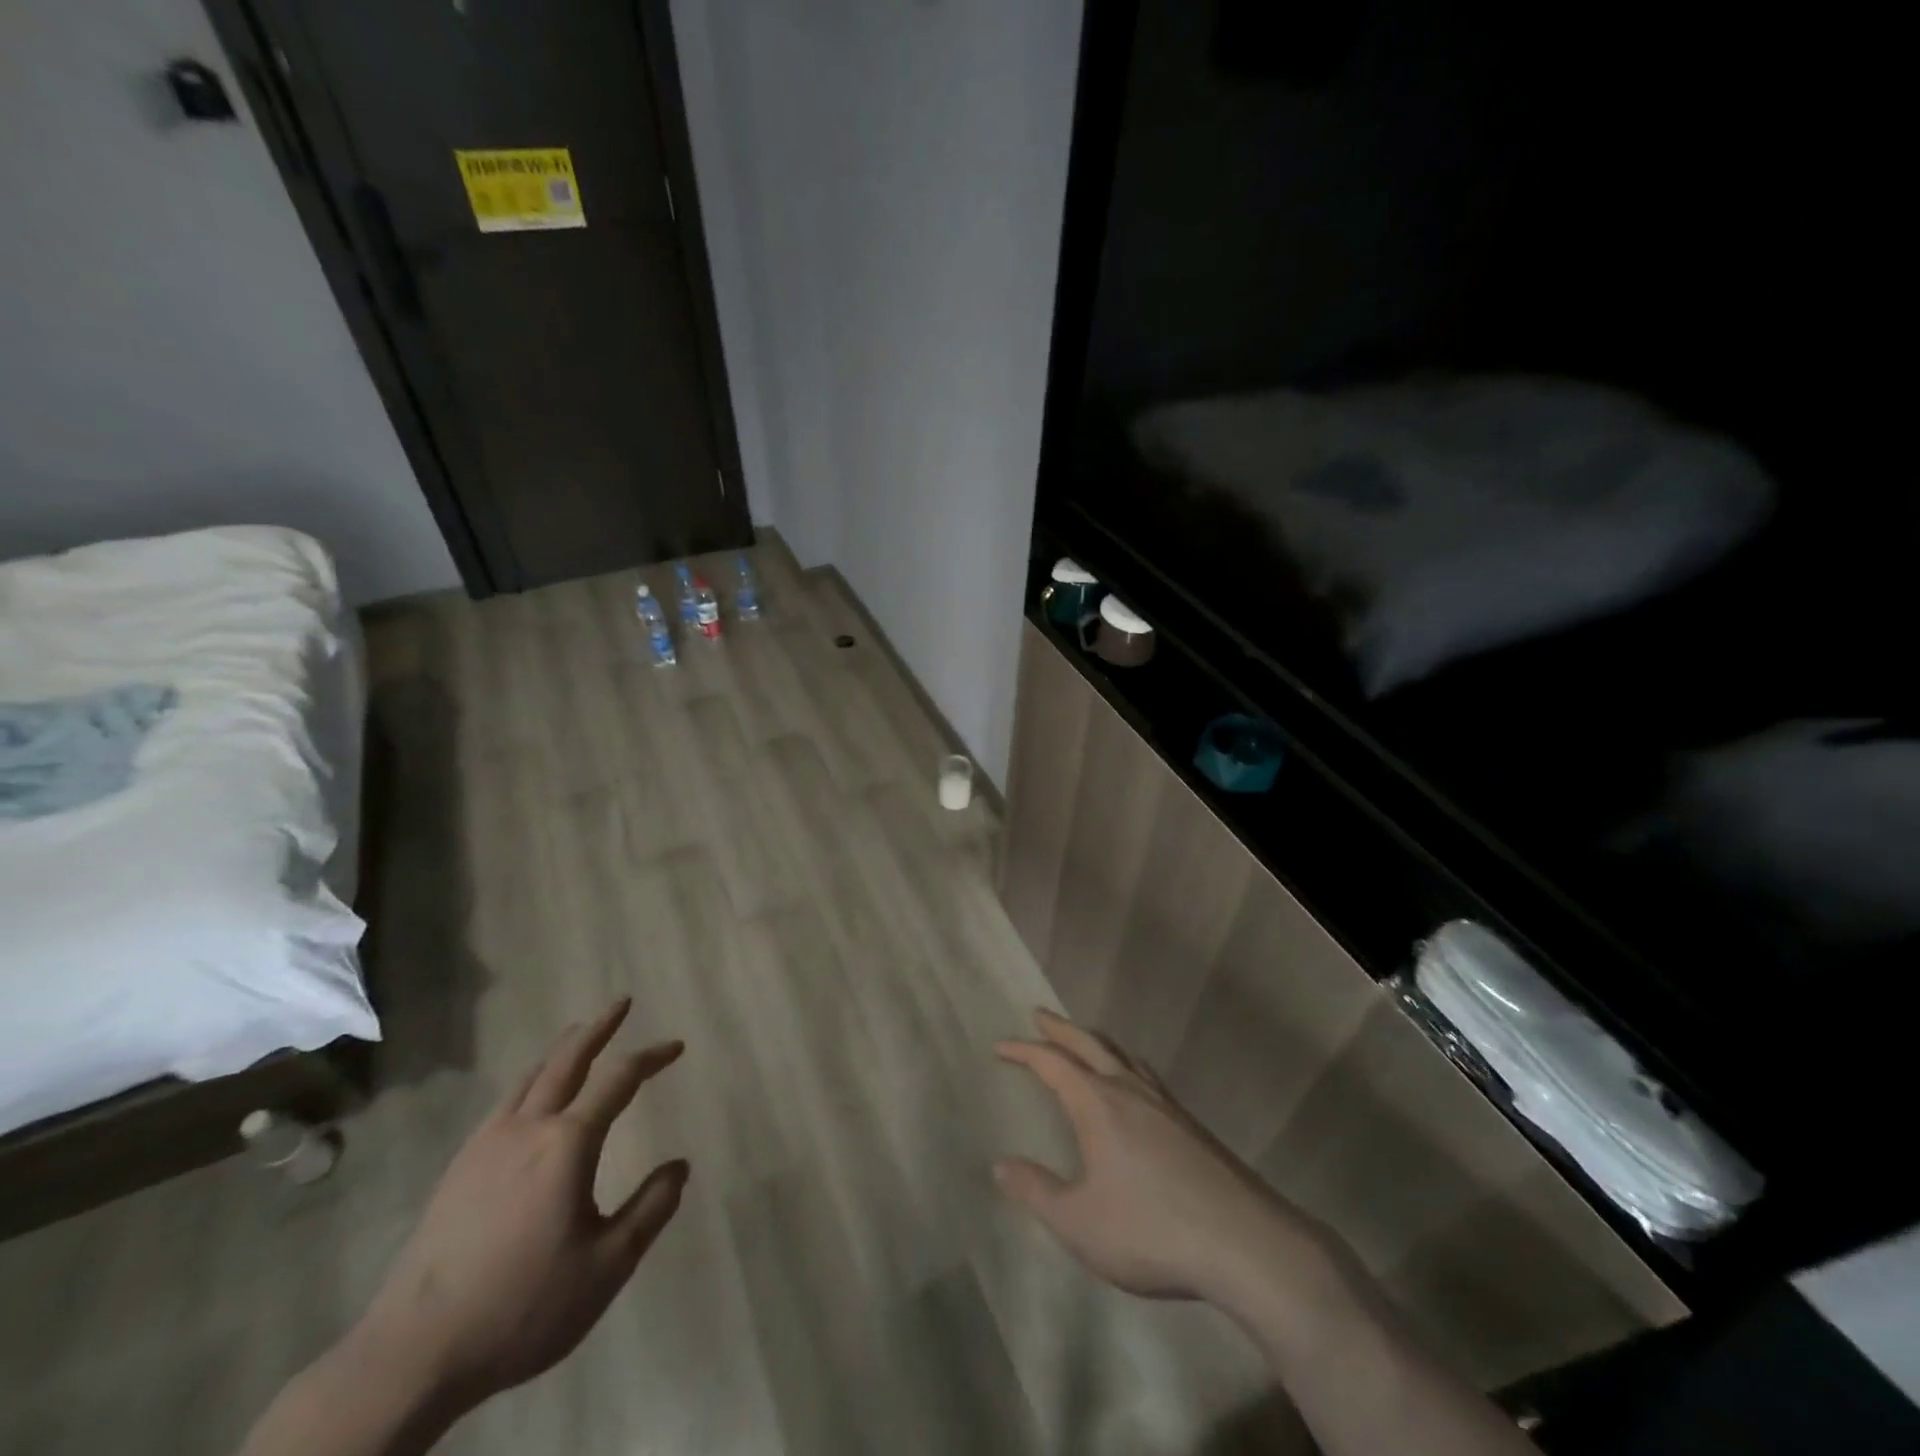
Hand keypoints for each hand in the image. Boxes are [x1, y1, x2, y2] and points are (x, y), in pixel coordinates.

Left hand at [354, 998, 689, 1411]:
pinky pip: (506, 1102)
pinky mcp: (459, 1168)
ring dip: (563, 1049)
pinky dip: (532, 1081)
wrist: (413, 1353)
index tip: (677, 1046)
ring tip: (580, 1037)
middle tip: (622, 1002)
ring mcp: (486, 1145)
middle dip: (599, 1027)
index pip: (620, 1079)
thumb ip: (650, 1209)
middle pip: (568, 1059)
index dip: (652, 1056)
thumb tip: (680, 1166)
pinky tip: (532, 1099)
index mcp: (567, 1143)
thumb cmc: (523, 1305)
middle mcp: (527, 1128)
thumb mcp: (607, 1266)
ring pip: (531, 1077)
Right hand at [994, 1009, 1332, 1304]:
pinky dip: (1125, 1064)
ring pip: (1123, 1055)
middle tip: (1039, 1015)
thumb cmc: (1151, 1229)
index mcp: (1098, 1104)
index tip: (1000, 1046)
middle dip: (1060, 1029)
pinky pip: (1146, 1075)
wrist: (1244, 1242)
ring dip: (1096, 1041)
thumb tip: (1000, 1165)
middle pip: (1090, 1044)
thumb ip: (1037, 1191)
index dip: (1023, 1051)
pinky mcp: (1190, 1124)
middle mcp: (1130, 1091)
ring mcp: (1165, 1104)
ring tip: (1083, 1041)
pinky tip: (1133, 1086)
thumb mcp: (1079, 1222)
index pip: (1052, 1063)